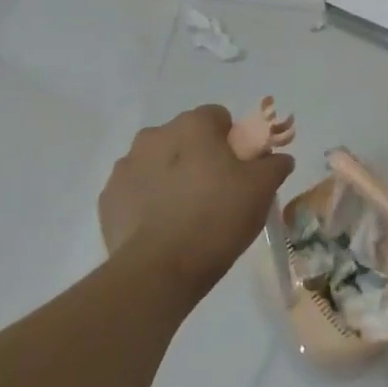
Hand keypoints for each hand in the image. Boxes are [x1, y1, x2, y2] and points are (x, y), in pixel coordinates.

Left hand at [99, 105, 294, 305]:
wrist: (160, 269)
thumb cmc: (217, 217)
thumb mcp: (262, 190)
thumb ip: (274, 164)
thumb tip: (279, 158)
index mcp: (192, 126)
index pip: (218, 117)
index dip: (233, 140)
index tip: (241, 169)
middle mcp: (154, 136)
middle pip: (185, 138)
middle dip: (200, 156)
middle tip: (218, 192)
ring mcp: (125, 167)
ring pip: (158, 162)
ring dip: (173, 177)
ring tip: (189, 214)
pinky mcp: (108, 199)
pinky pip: (138, 190)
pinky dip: (150, 201)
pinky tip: (164, 228)